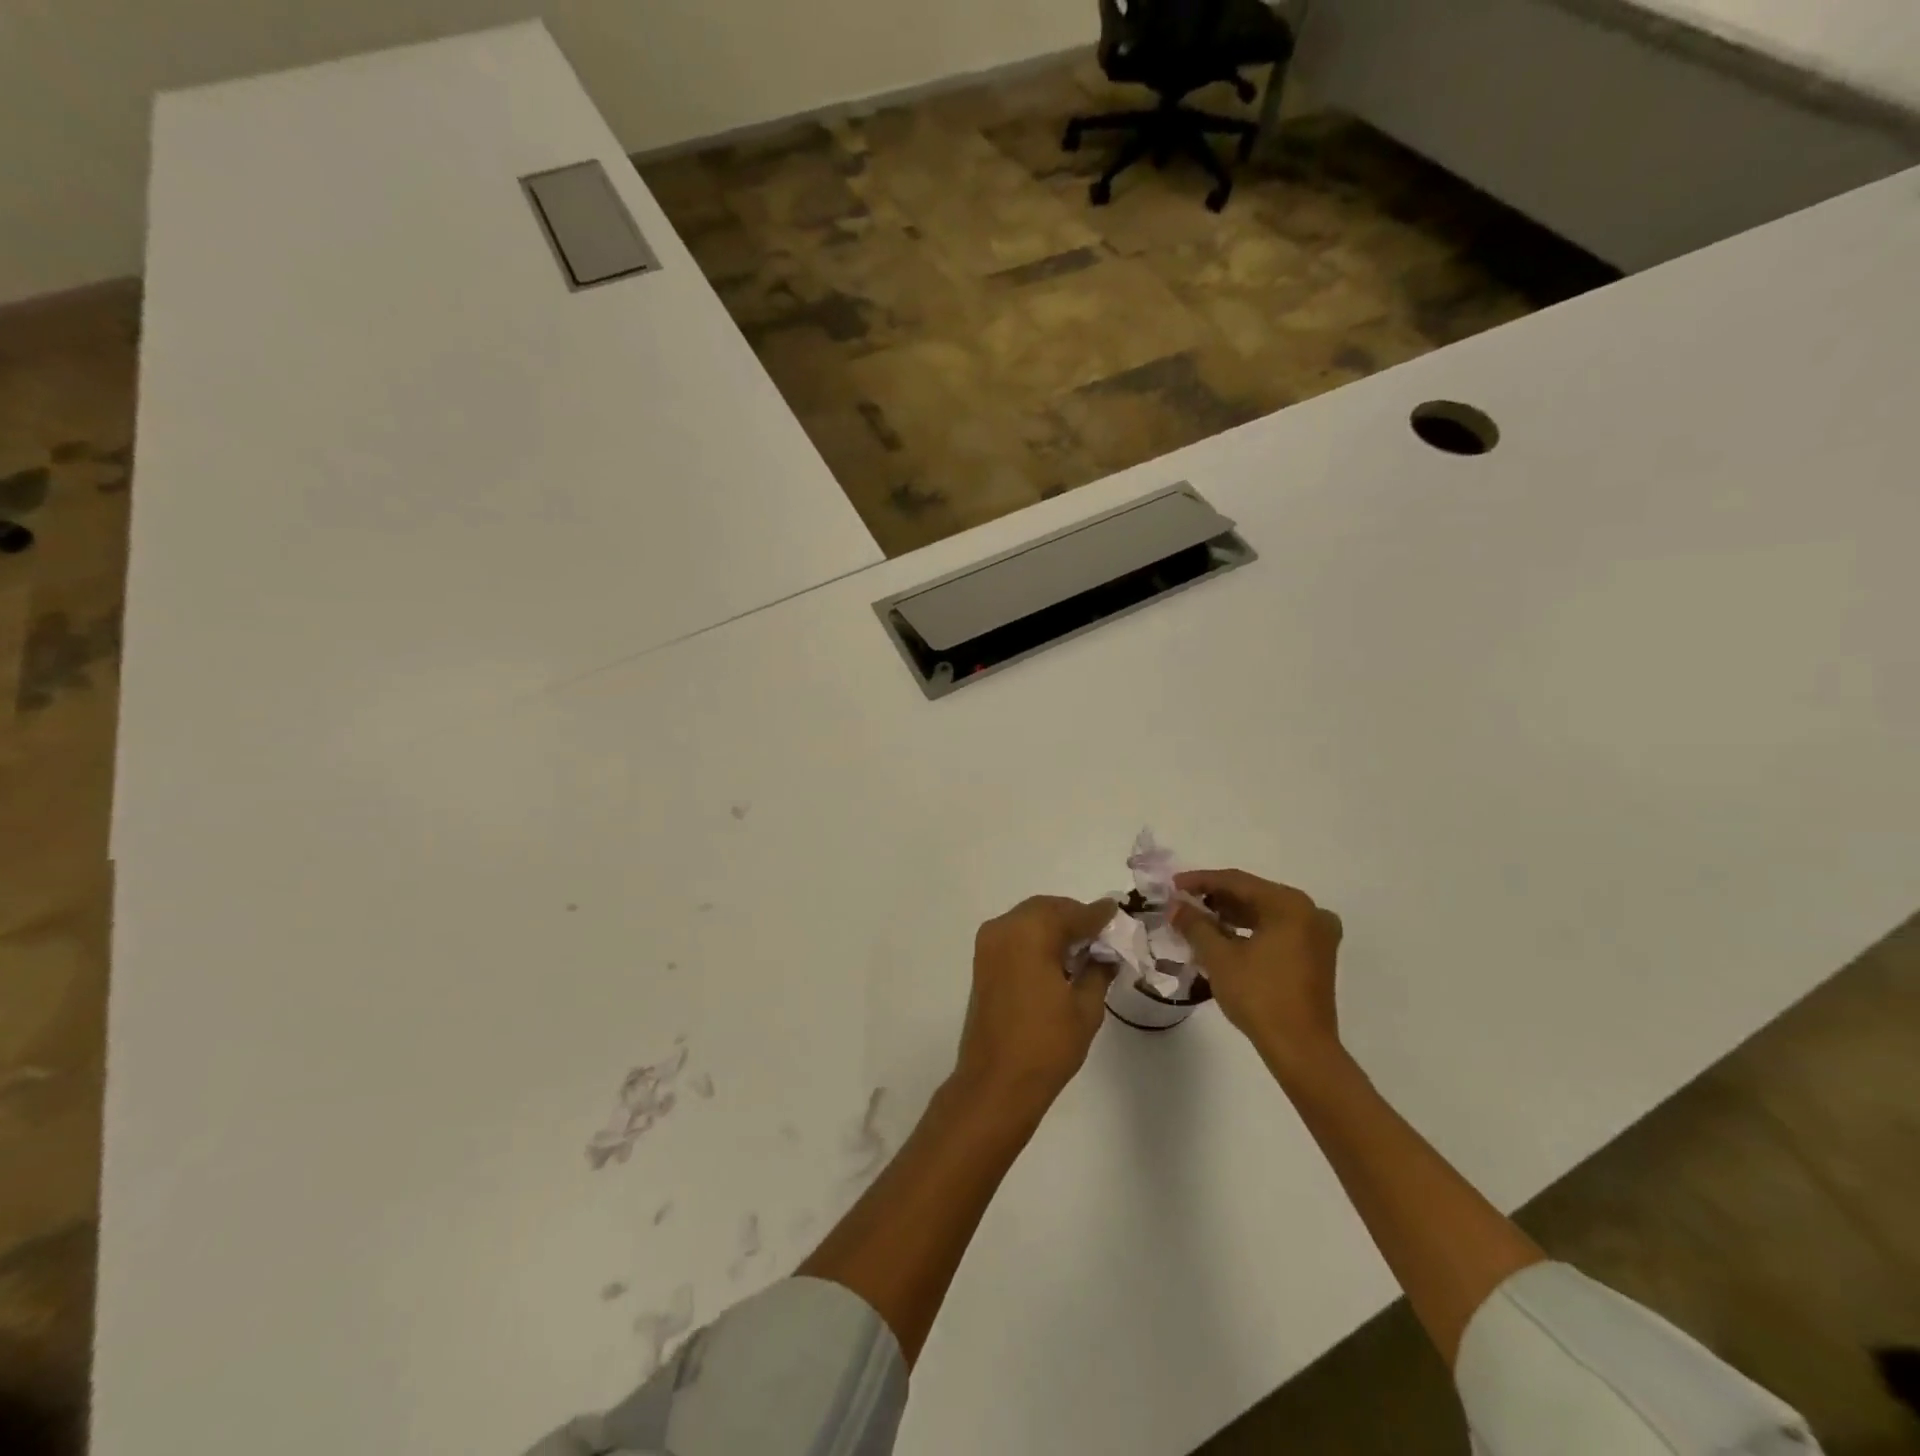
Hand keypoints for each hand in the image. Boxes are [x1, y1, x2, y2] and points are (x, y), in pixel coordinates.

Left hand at [955, 896, 1117, 1109]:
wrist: (996, 1082)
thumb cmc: (1046, 1045)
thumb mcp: (1086, 1008)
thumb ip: (1098, 970)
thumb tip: (1106, 953)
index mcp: (1031, 932)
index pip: (1072, 913)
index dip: (1098, 915)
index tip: (1117, 913)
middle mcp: (1005, 927)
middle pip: (1046, 909)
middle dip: (1074, 917)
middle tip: (1101, 936)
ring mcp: (989, 944)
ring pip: (1028, 919)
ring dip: (1054, 927)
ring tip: (1082, 949)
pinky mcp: (982, 961)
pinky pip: (1015, 935)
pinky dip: (1036, 938)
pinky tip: (1057, 960)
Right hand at [1172, 870, 1343, 1079]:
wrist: (1301, 1049)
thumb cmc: (1259, 996)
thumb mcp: (1219, 957)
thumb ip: (1195, 924)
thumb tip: (1176, 906)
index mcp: (1289, 905)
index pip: (1237, 881)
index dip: (1201, 881)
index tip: (1173, 885)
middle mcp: (1309, 911)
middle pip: (1253, 894)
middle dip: (1216, 898)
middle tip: (1183, 902)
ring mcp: (1318, 934)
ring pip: (1265, 913)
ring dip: (1231, 915)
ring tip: (1198, 920)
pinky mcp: (1317, 956)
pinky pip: (1277, 930)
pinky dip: (1251, 930)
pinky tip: (1224, 937)